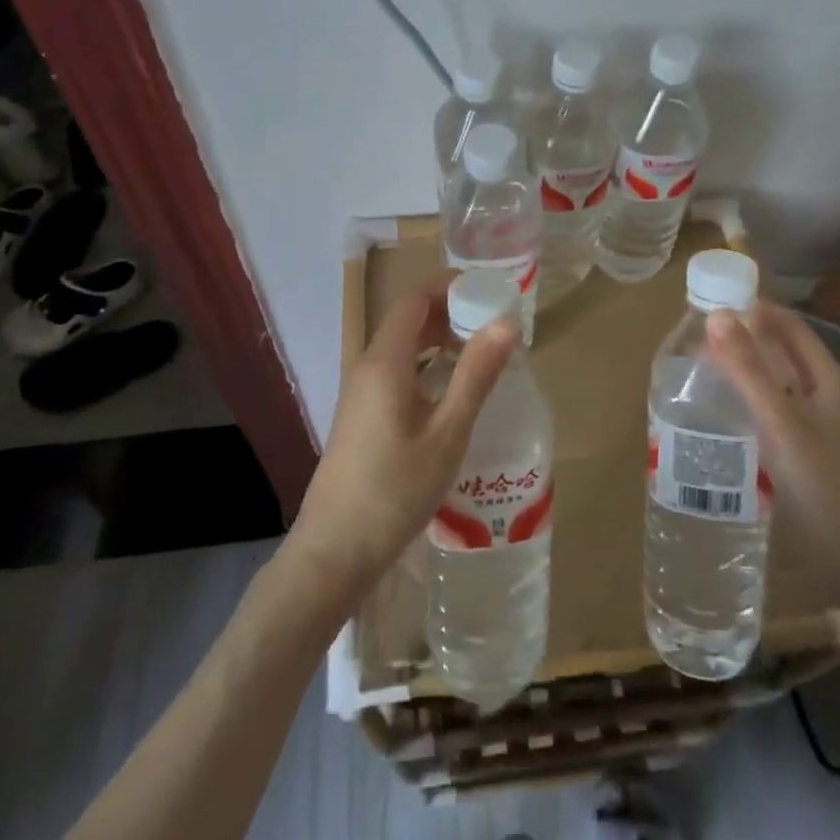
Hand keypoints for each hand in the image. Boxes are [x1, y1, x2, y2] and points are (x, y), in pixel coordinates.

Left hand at [289, 284, 517, 596]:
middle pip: (409, 320)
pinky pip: (397, 371)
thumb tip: (505, 323)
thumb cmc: (395, 491)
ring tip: (483, 353)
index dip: (451, 288)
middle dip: (451, 312)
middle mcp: (368, 366)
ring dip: (440, 340)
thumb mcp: (447, 433)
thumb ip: (476, 375)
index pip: (415, 299)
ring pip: (403, 347)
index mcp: (385, 361)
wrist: (334, 551)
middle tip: (497, 324)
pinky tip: (453, 391)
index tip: (490, 293)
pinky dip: (427, 365)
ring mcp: (361, 392)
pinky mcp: (362, 415)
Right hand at [707, 302, 839, 586]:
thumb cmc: (821, 484)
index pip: (789, 325)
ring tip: (702, 371)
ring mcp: (822, 424)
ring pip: (779, 381)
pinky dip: (751, 399)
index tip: (710, 305)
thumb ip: (748, 370)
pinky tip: (725, 412)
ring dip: (745, 370)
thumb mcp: (780, 422)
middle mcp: (829, 394)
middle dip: (744, 339)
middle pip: (784, 351)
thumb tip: (717, 316)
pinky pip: (777, 409)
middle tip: (697, 340)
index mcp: (830, 379)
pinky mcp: (812, 449)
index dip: (753, 309)